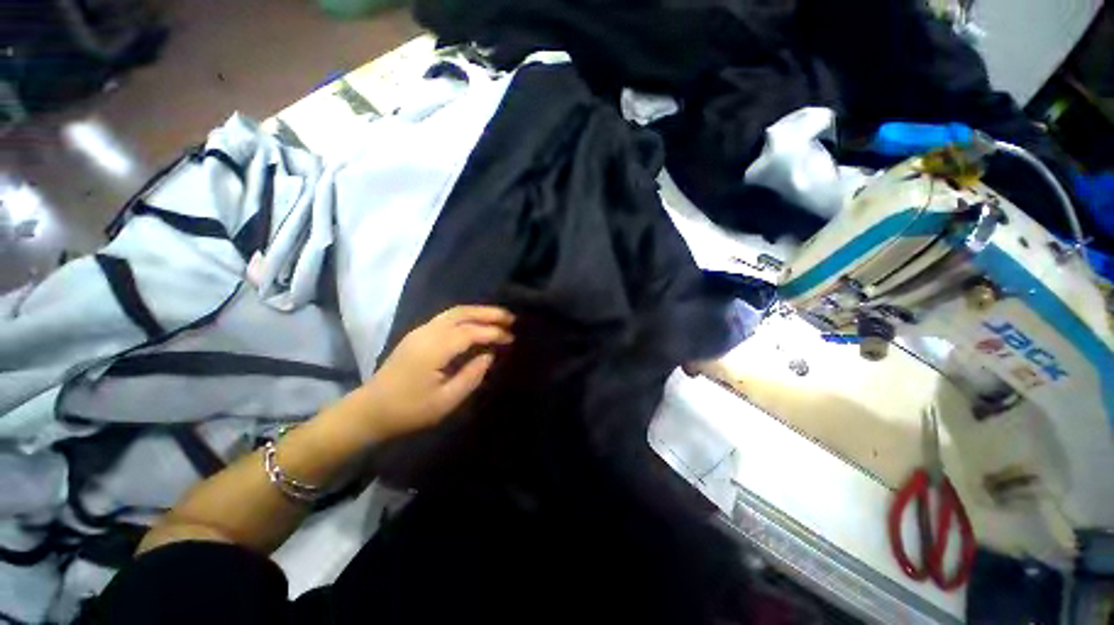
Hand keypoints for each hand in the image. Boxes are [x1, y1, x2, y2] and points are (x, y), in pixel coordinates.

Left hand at [353, 305, 513, 440]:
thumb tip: (489, 356)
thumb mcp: (445, 401)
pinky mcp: (418, 335)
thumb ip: (471, 376)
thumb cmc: (409, 410)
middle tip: (511, 318)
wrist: (370, 410)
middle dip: (488, 313)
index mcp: (434, 349)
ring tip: (499, 317)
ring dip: (478, 312)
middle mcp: (427, 333)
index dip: (493, 333)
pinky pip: (447, 317)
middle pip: (462, 313)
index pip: (470, 332)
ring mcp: (420, 331)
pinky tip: (477, 323)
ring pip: (454, 312)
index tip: (511, 338)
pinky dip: (466, 316)